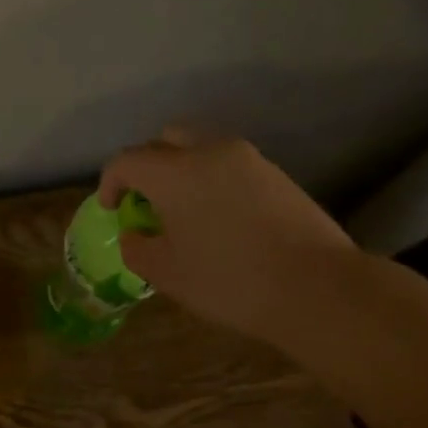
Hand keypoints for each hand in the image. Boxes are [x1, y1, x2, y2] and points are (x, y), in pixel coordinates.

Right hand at [99, 128, 356, 339]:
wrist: (317, 287)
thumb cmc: (229, 280)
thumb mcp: (167, 274)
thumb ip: (137, 248)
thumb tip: (135, 234)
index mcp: (174, 173)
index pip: (126, 161)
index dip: (110, 183)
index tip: (112, 209)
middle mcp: (209, 152)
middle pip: (165, 139)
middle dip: (147, 165)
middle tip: (146, 200)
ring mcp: (248, 159)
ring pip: (200, 147)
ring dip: (182, 169)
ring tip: (184, 210)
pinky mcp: (275, 173)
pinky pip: (229, 164)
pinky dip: (211, 179)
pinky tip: (219, 217)